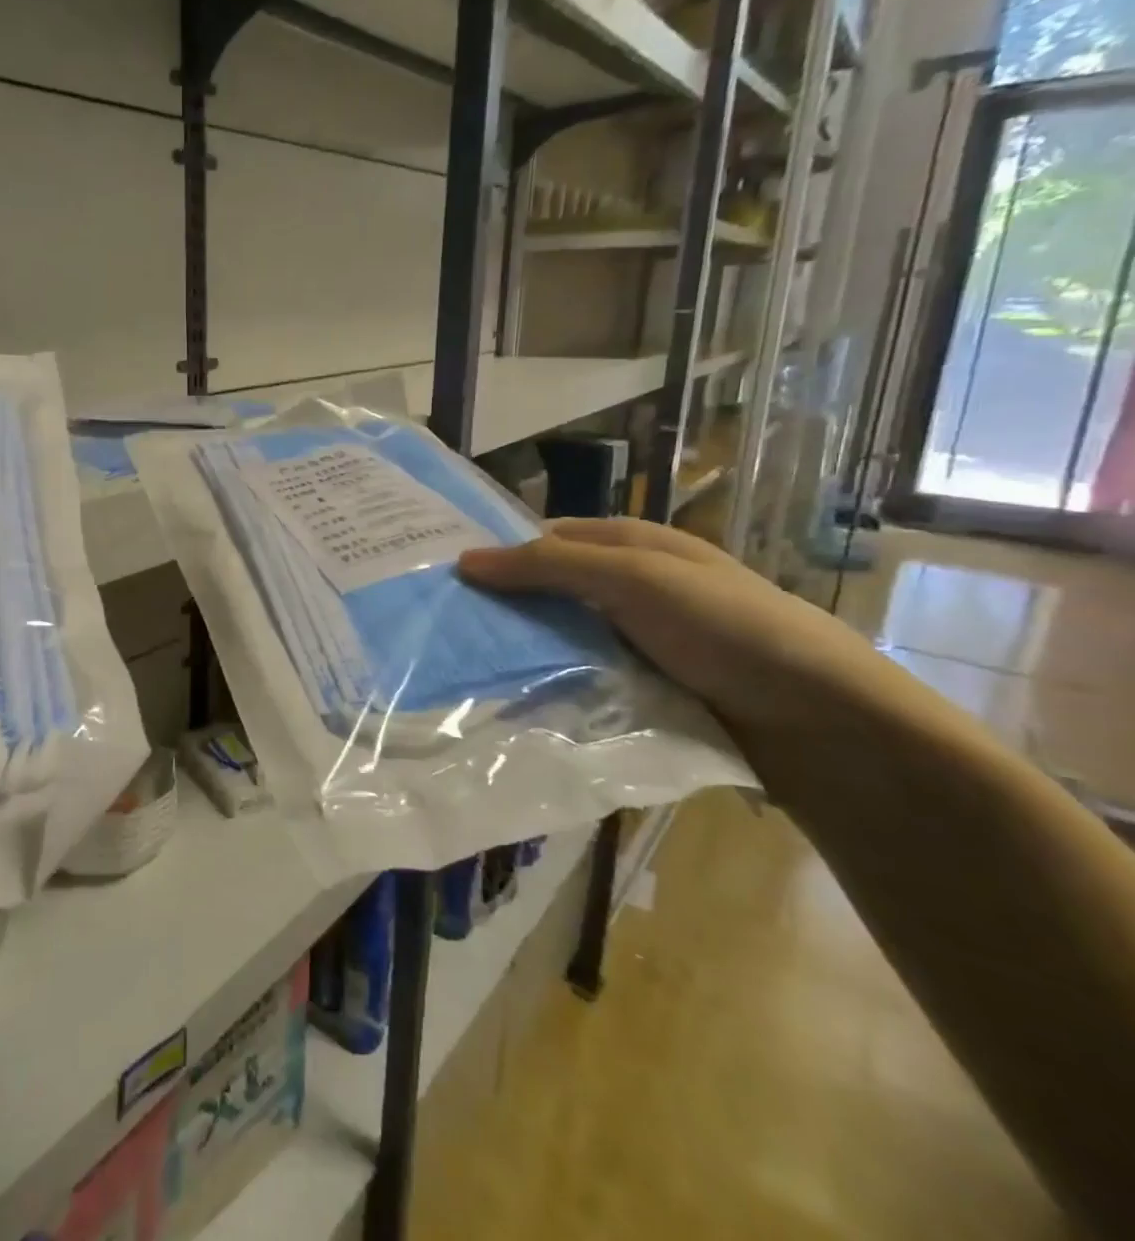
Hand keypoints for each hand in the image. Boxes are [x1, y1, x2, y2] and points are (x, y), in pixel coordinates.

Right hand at [457, 517, 921, 755]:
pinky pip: (581, 676)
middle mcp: (629, 586)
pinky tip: (515, 699)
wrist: (821, 721)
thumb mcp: (635, 579)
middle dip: (500, 604)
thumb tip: (463, 560)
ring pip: (560, 636)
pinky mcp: (643, 687)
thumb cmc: (727, 628)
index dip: (496, 551)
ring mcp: (637, 639)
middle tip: (439, 626)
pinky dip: (551, 683)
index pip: (542, 538)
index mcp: (629, 545)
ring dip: (522, 649)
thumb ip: (549, 566)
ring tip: (462, 667)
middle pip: (547, 589)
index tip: (441, 577)